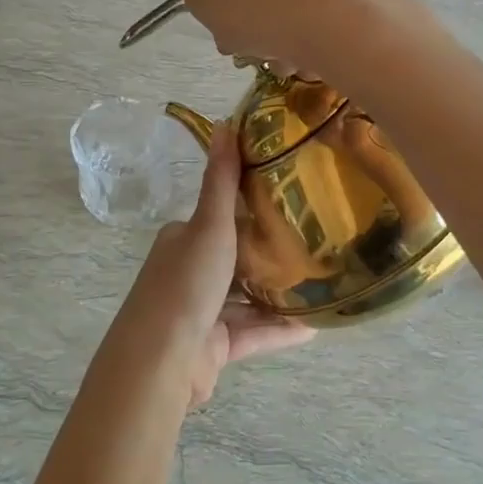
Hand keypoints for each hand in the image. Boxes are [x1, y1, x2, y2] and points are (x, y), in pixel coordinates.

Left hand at [106, 127, 313, 408]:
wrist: (161, 360)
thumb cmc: (186, 284)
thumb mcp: (209, 225)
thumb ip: (221, 180)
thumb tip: (226, 123)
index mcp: (182, 241)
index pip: (219, 219)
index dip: (250, 210)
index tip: (291, 203)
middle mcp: (189, 274)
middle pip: (236, 260)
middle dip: (270, 255)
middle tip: (316, 244)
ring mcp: (201, 314)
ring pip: (247, 300)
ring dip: (279, 295)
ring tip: (321, 285)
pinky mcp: (214, 349)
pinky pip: (254, 335)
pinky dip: (280, 331)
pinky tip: (314, 327)